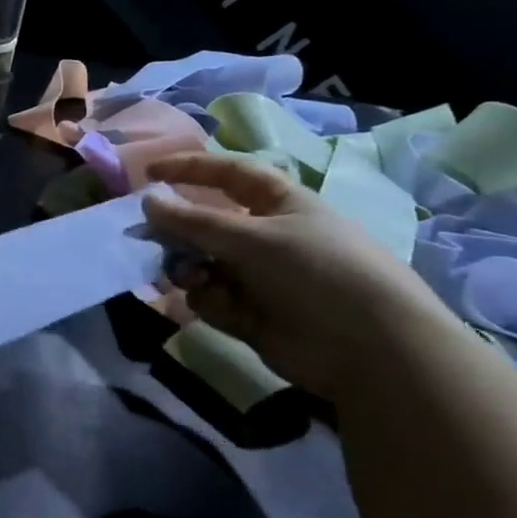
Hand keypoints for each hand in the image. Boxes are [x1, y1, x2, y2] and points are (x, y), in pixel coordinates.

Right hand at [141, 152, 454, 398]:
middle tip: (148, 238)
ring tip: (190, 278)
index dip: (190, 169)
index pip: (228, 174)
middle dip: (178, 231)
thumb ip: (193, 221)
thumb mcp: (252, 237)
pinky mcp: (250, 313)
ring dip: (188, 268)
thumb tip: (147, 201)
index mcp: (279, 204)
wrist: (369, 348)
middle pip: (206, 224)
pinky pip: (211, 298)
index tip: (148, 174)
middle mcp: (266, 237)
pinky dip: (209, 300)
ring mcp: (257, 277)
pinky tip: (222, 307)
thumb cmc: (316, 271)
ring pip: (201, 263)